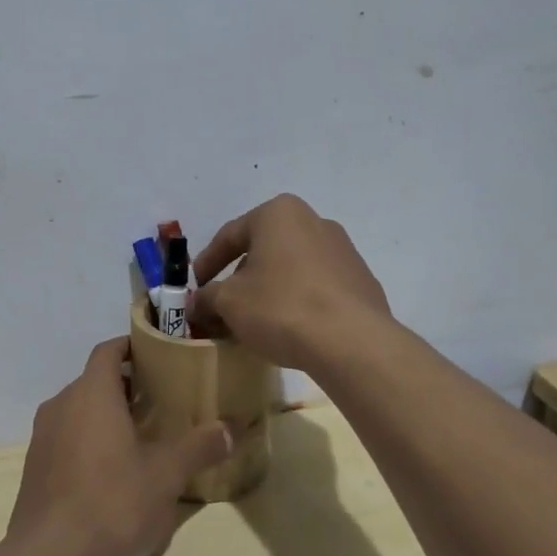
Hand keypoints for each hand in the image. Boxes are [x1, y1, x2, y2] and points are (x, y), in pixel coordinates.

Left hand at [7, 339, 233, 555]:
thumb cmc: (113, 503)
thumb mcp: (166, 475)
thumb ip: (198, 447)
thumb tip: (229, 429)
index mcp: (92, 394)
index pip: (108, 351)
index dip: (131, 346)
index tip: (158, 355)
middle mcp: (61, 406)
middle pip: (94, 380)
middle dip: (126, 386)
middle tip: (161, 400)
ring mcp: (42, 438)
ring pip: (78, 411)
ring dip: (106, 415)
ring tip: (141, 435)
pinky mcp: (34, 469)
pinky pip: (65, 439)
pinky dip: (88, 441)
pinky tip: (112, 471)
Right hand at [189, 194, 391, 371]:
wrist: (351, 341)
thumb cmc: (281, 307)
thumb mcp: (229, 302)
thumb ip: (206, 298)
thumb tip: (197, 304)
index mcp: (279, 214)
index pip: (230, 235)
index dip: (207, 263)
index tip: (196, 287)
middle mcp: (314, 221)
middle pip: (263, 249)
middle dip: (240, 277)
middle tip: (223, 304)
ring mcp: (343, 250)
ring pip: (291, 267)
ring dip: (269, 289)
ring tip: (256, 319)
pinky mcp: (360, 281)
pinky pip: (317, 286)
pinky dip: (298, 300)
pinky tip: (290, 327)